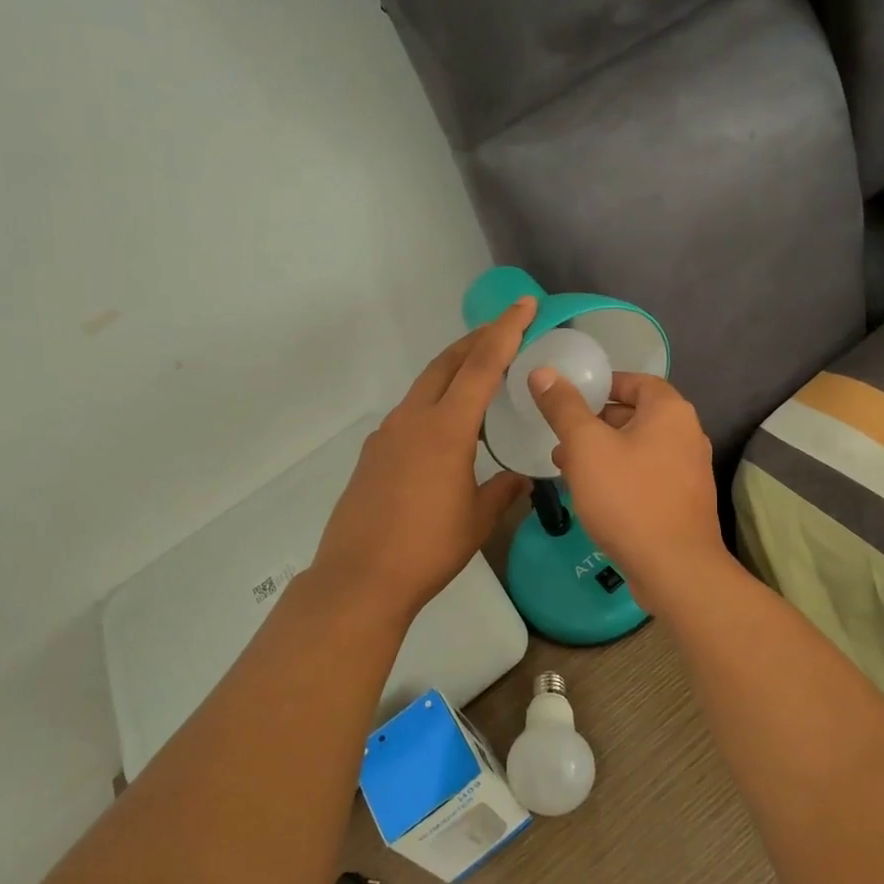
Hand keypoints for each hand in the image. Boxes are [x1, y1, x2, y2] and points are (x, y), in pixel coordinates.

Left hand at [311, 299, 535, 622]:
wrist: (360, 578)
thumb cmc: (428, 549)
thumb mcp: (477, 520)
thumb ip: (501, 491)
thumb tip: (518, 478)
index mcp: (446, 429)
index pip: (482, 366)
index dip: (505, 331)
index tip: (523, 305)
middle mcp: (413, 420)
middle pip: (446, 364)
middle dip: (476, 341)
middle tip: (504, 332)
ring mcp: (387, 435)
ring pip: (424, 387)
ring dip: (452, 372)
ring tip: (478, 378)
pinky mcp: (372, 454)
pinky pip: (409, 414)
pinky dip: (433, 404)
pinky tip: (444, 430)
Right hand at [527, 368, 731, 613]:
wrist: (674, 569)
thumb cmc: (628, 498)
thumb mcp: (586, 446)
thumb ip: (564, 407)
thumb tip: (543, 371)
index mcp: (670, 412)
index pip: (636, 381)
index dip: (603, 384)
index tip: (571, 397)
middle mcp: (688, 434)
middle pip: (636, 415)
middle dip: (595, 422)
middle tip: (561, 435)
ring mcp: (689, 471)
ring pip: (638, 448)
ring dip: (603, 452)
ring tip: (566, 466)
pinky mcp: (683, 501)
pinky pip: (646, 475)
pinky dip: (620, 475)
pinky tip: (592, 495)